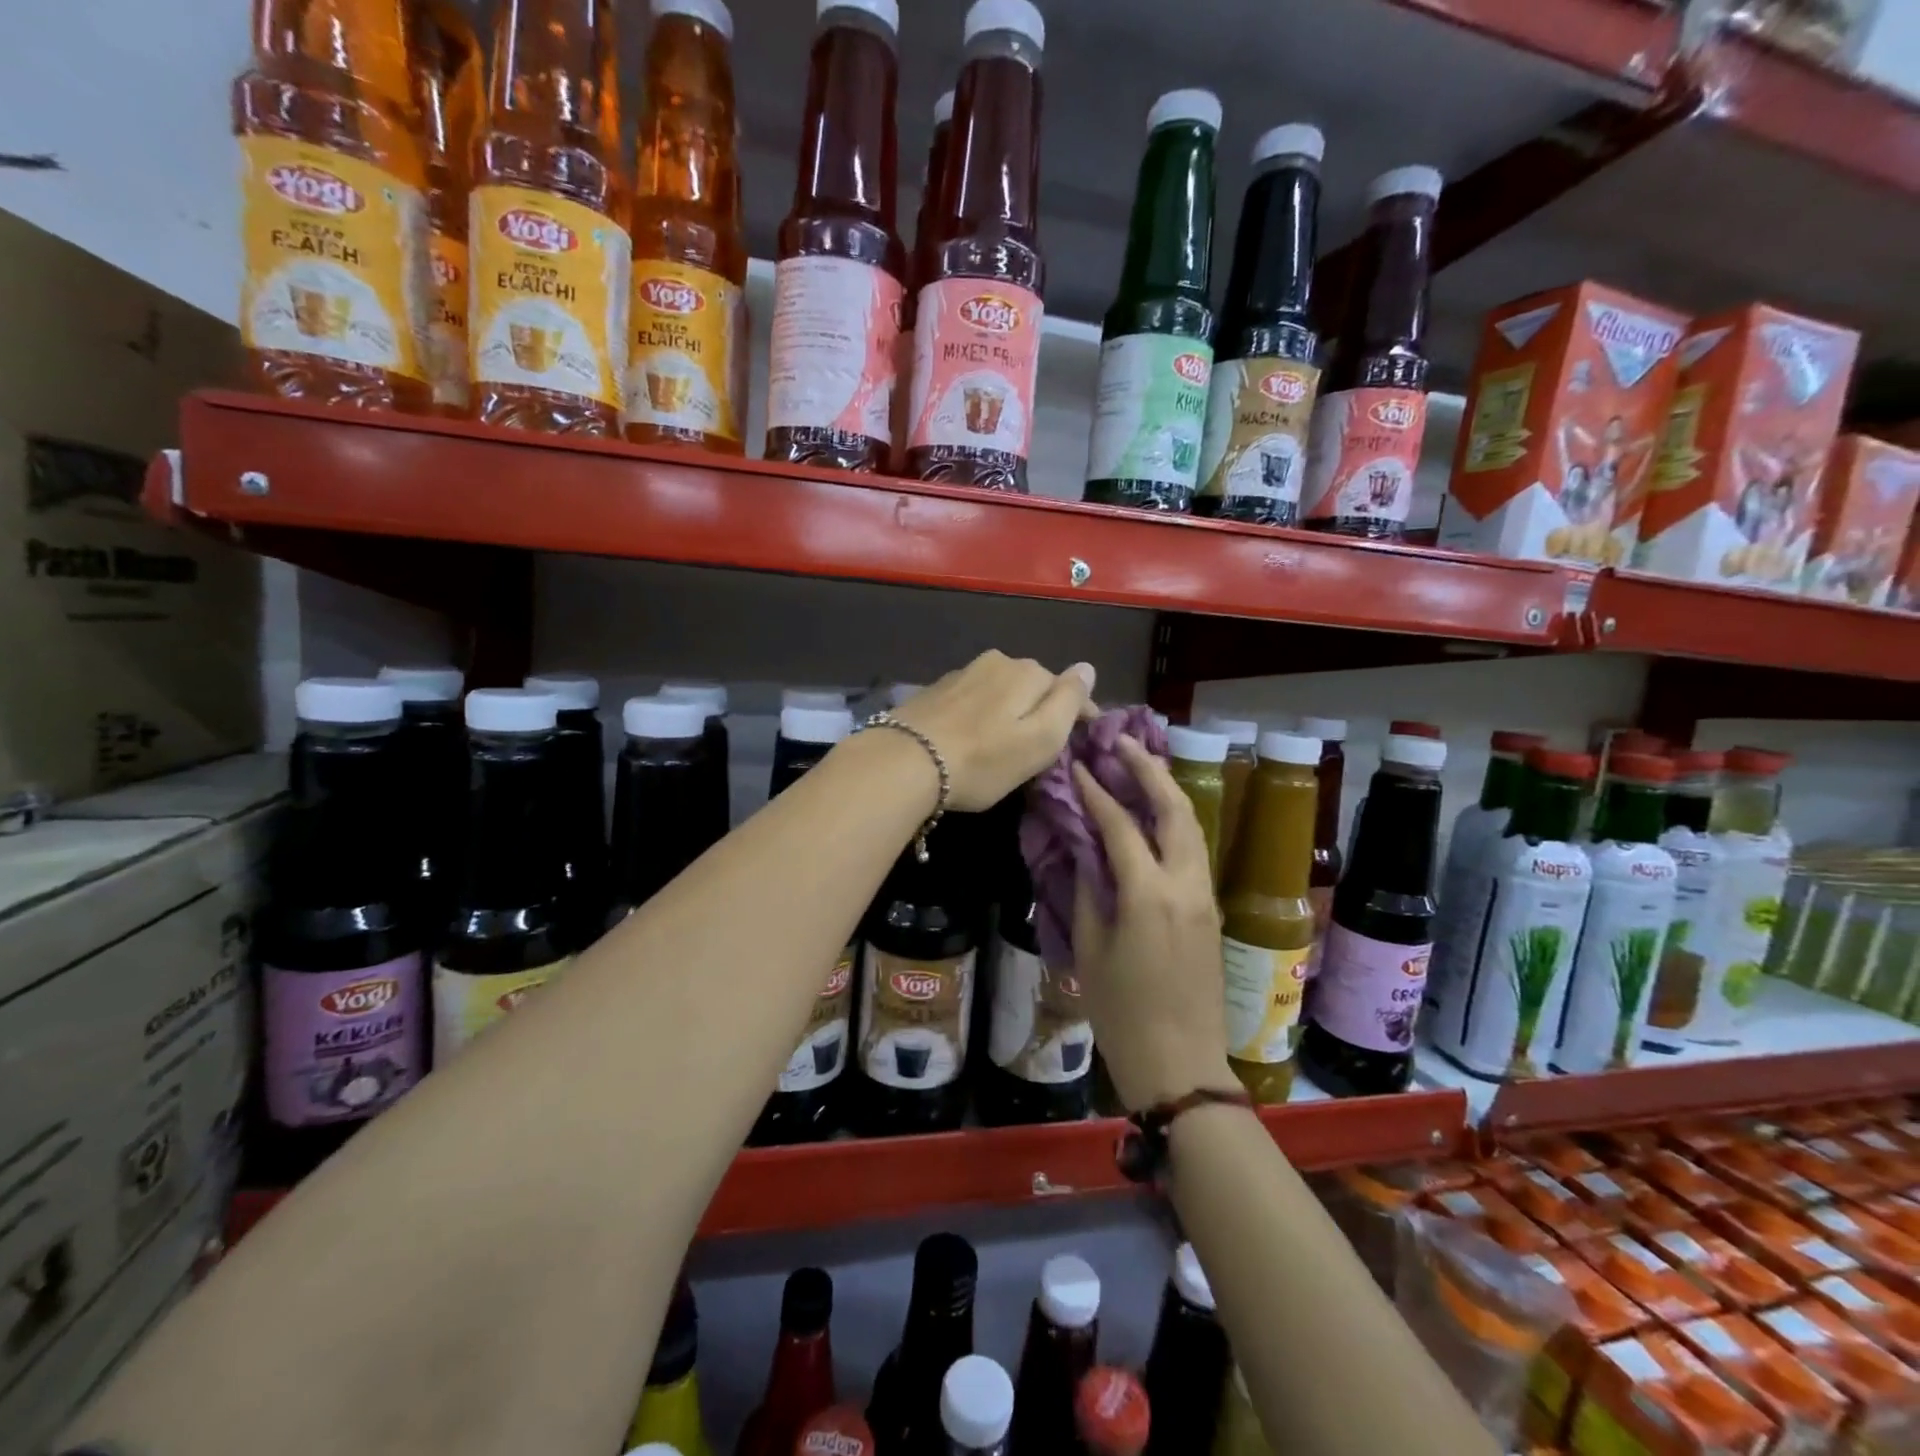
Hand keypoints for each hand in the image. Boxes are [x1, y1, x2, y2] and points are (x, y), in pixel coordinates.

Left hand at [890, 651, 1095, 811]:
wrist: (905, 761)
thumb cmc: (983, 758)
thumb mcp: (1040, 739)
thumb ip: (1069, 701)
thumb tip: (1087, 667)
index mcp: (1028, 672)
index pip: (1068, 688)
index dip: (1080, 715)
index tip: (1083, 739)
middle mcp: (997, 662)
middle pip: (1033, 685)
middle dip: (1041, 709)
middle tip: (1040, 746)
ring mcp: (963, 673)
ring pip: (1001, 690)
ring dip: (1009, 710)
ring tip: (1005, 742)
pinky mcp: (936, 690)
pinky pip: (974, 698)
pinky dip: (981, 713)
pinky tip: (973, 734)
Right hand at [1071, 736, 1235, 1110]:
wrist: (1180, 1064)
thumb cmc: (1122, 1013)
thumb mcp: (1091, 949)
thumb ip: (1089, 890)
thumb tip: (1085, 849)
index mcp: (1149, 894)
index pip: (1121, 824)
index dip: (1097, 791)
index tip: (1079, 765)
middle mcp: (1185, 884)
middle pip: (1174, 809)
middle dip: (1149, 770)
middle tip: (1122, 743)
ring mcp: (1205, 895)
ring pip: (1192, 826)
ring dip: (1167, 791)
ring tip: (1140, 766)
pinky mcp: (1211, 909)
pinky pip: (1194, 849)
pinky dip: (1175, 821)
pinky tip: (1155, 814)